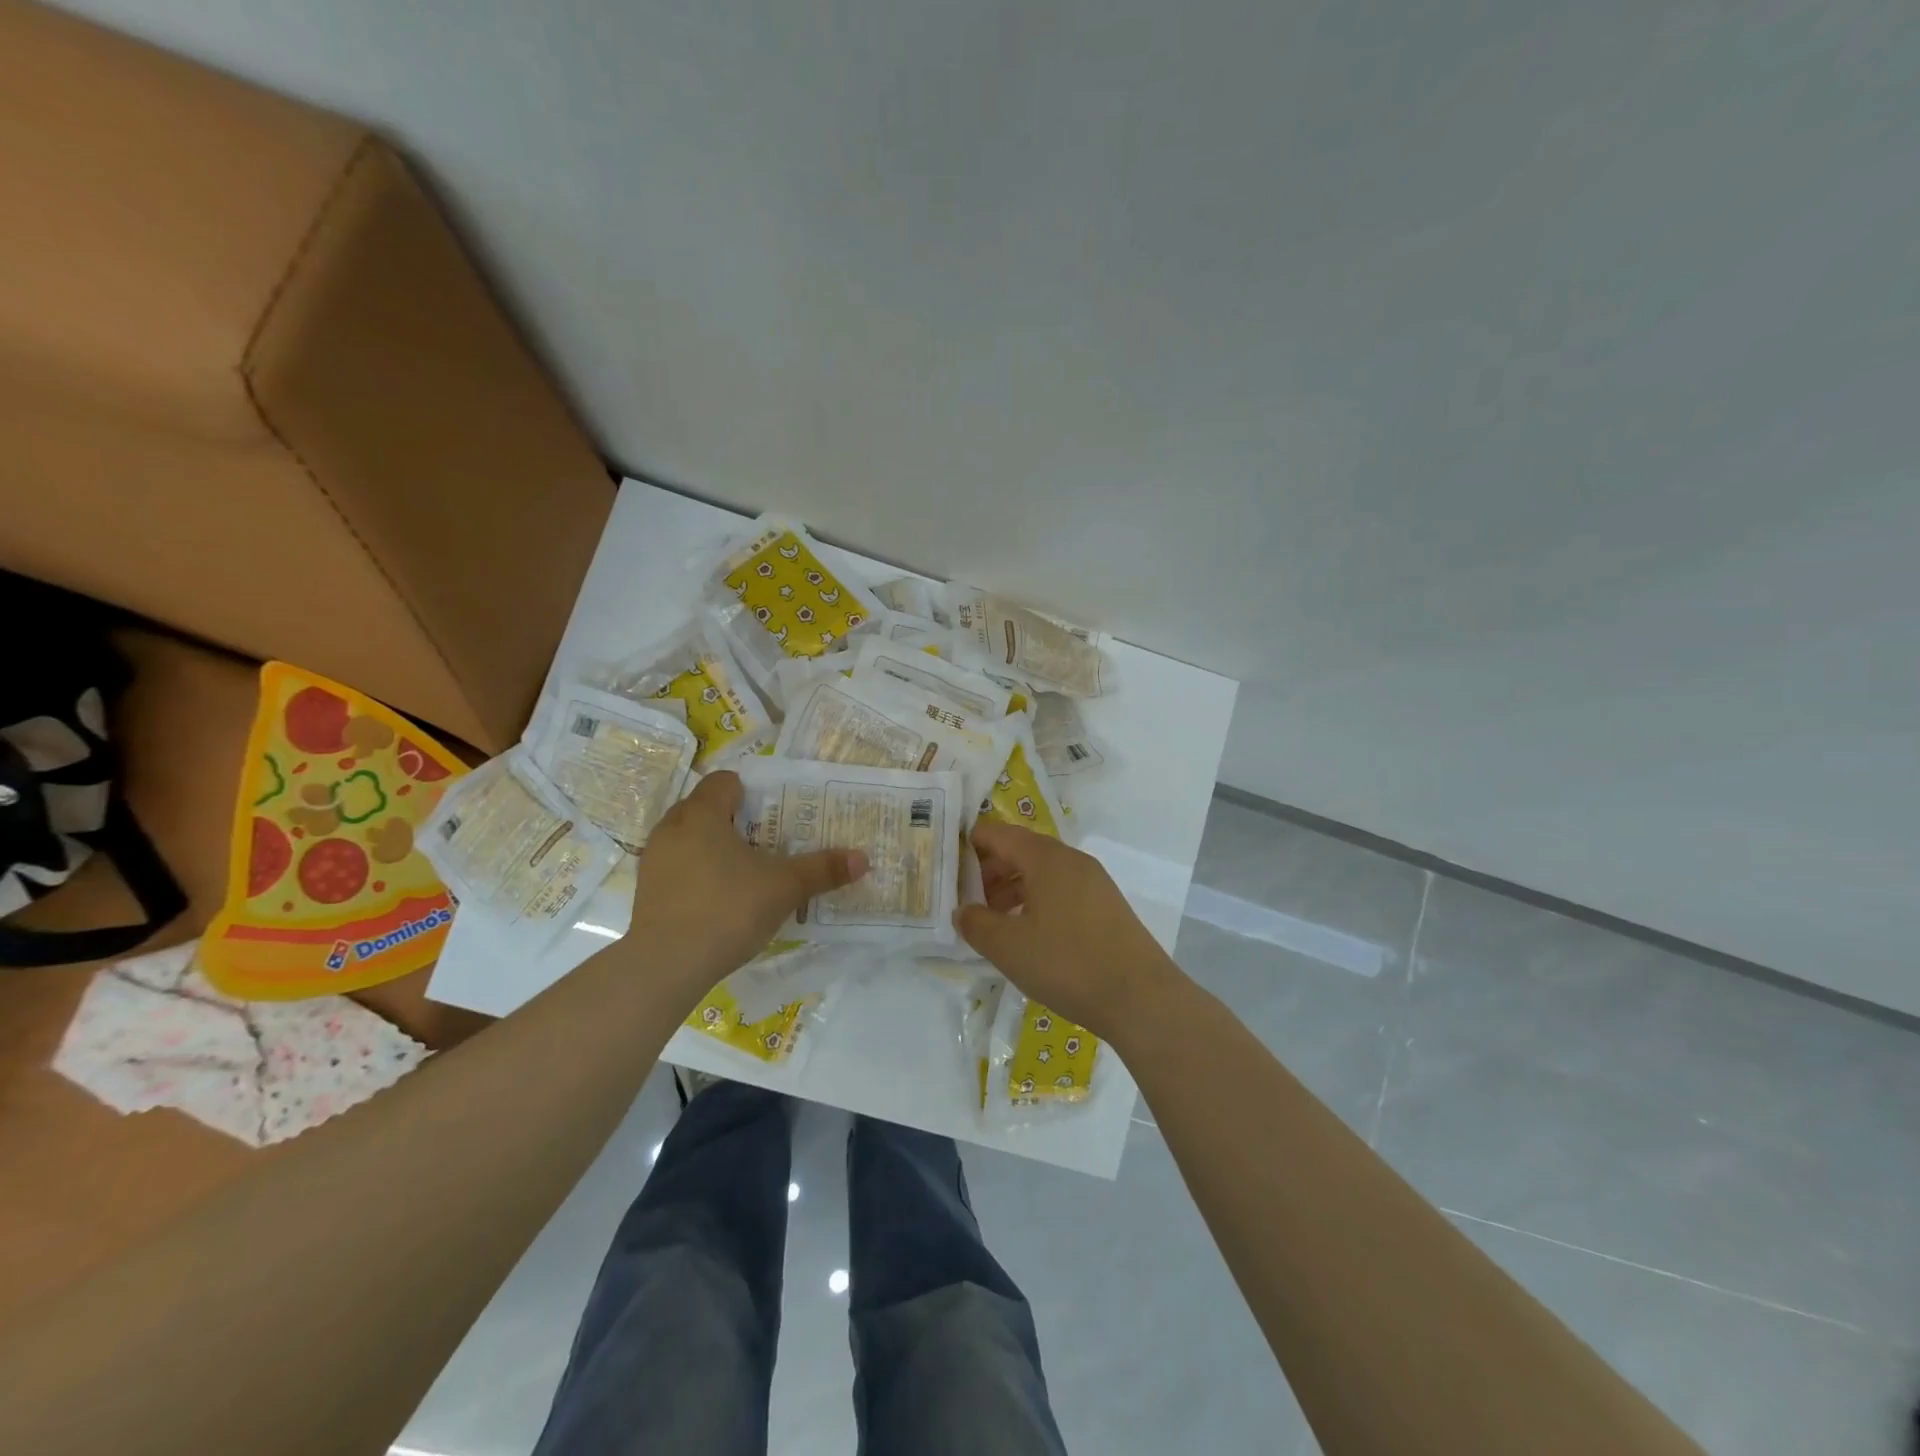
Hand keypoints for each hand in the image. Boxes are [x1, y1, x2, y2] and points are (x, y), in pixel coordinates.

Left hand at [627, 771, 865, 999]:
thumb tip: (863, 858)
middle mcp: (672, 828)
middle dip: (737, 820)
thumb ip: (822, 870)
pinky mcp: (647, 891)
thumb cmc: (727, 909)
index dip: (752, 791)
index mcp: (702, 814)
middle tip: (769, 841)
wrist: (666, 966)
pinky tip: (721, 899)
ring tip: (747, 871)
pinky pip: (679, 866)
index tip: (776, 813)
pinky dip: (699, 873)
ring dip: (716, 847)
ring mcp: (655, 860)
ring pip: (690, 838)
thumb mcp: (784, 888)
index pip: (725, 781)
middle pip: (707, 808)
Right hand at [953, 821, 1179, 1039]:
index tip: (945, 869)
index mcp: (1045, 858)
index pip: (997, 834)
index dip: (967, 846)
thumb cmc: (1067, 964)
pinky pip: (1061, 889)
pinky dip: (1036, 901)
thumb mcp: (1008, 947)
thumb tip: (962, 910)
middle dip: (988, 871)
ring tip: (993, 922)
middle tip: (966, 901)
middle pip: (1020, 850)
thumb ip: (975, 923)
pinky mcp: (1106, 905)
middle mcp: (1071, 859)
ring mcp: (1093, 881)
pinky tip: (1028, 934)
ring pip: (1041, 872)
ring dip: (1011, 889)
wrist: (1141, 998)